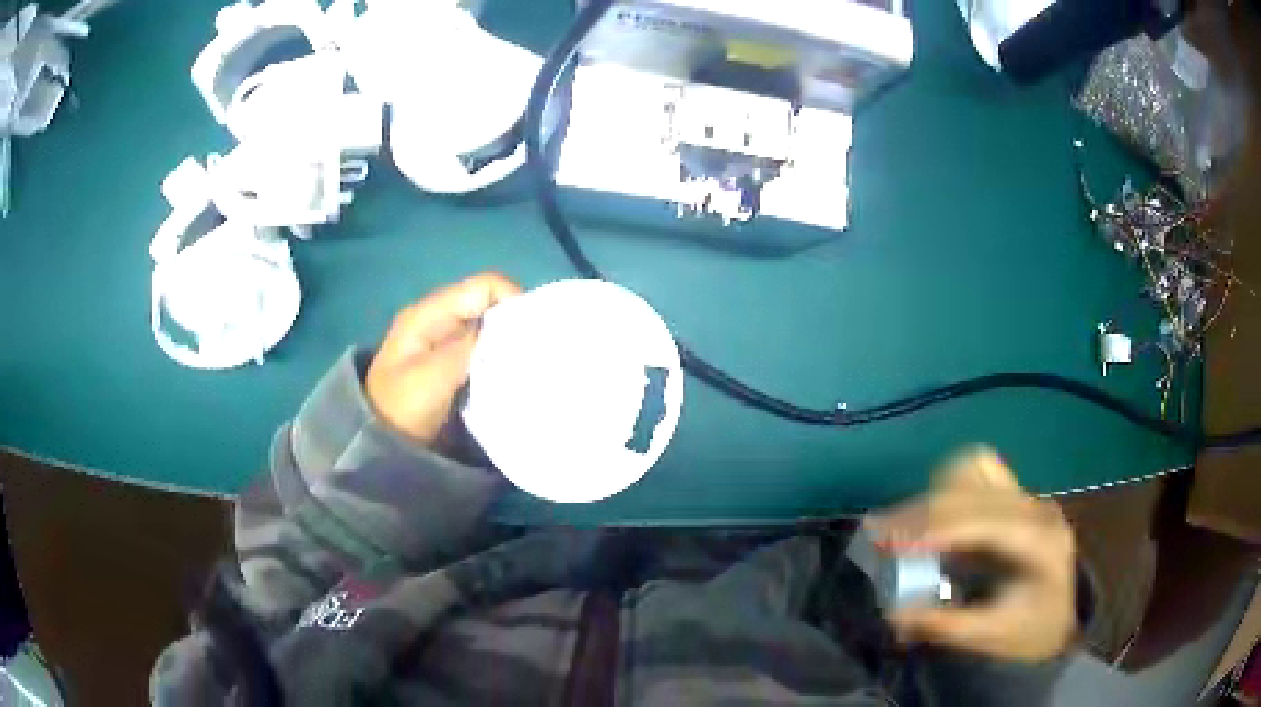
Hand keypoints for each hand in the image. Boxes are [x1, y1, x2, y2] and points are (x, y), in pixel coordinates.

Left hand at [366, 272, 520, 446]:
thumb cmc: (401, 409)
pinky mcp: (452, 364)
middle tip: (536, 354)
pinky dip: (500, 359)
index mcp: (430, 313)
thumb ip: (470, 347)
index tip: (535, 334)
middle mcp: (439, 319)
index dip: (514, 301)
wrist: (378, 444)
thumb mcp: (432, 377)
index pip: (485, 286)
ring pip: (489, 328)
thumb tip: (511, 328)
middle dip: (515, 323)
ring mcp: (445, 342)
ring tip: (528, 366)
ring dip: (508, 343)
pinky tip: (512, 376)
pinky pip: (484, 350)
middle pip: (489, 304)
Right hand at [866, 448, 1077, 662]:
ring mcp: (1028, 495)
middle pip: (972, 490)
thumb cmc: (1030, 631)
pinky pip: (979, 471)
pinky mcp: (1017, 495)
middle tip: (878, 535)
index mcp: (1039, 540)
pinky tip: (931, 511)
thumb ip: (945, 624)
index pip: (982, 521)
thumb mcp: (991, 636)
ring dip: (933, 494)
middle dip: (921, 511)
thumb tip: (893, 613)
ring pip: (974, 469)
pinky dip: (948, 485)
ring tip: (901, 525)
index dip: (933, 527)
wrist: (1060, 618)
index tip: (889, 542)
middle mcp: (1035, 506)